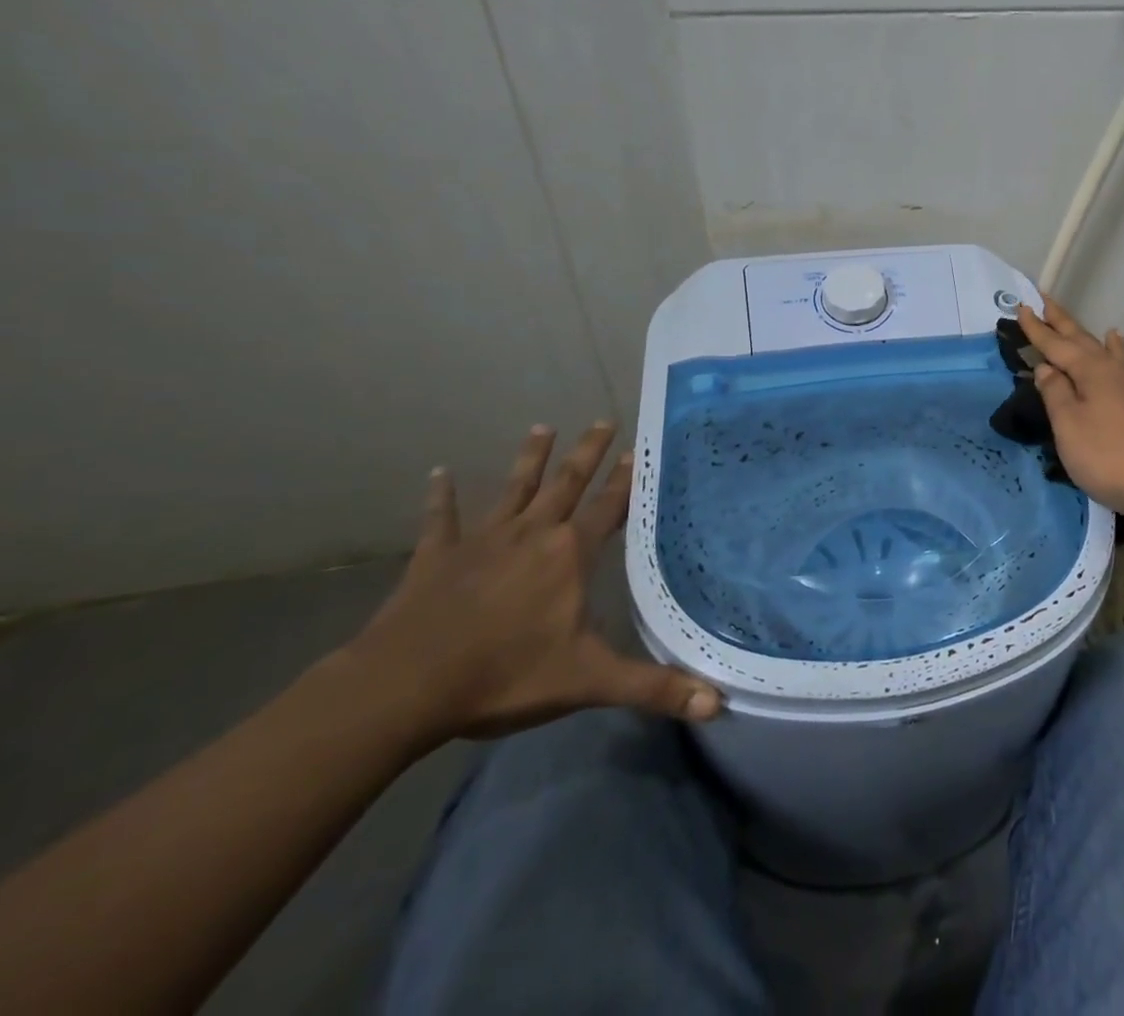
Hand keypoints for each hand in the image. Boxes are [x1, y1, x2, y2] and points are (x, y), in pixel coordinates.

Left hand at [346, 423, 720, 743]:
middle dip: (587, 452)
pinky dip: (440, 496)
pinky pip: (441, 520)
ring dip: (530, 458)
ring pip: (514, 489)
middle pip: (567, 483)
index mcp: (569, 555)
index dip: (625, 480)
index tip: (637, 449)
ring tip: (542, 426)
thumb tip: (718, 703)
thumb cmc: (505, 675)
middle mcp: (532, 534)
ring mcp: (482, 541)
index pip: (608, 507)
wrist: (405, 685)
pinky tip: (438, 472)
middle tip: (603, 419)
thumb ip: (653, 689)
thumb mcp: (589, 682)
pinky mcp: (436, 557)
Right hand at [1018, 298, 1123, 523]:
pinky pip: (1118, 364)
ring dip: (1084, 335)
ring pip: (1100, 350)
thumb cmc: (1108, 455)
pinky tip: (1117, 350)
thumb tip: (1046, 367)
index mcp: (1090, 371)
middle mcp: (1110, 370)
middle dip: (1060, 321)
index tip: (1021, 307)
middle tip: (1043, 300)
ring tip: (1075, 321)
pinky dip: (1114, 351)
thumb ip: (1055, 393)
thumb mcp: (1069, 425)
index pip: (1056, 344)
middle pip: (1081, 339)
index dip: (1037, 329)